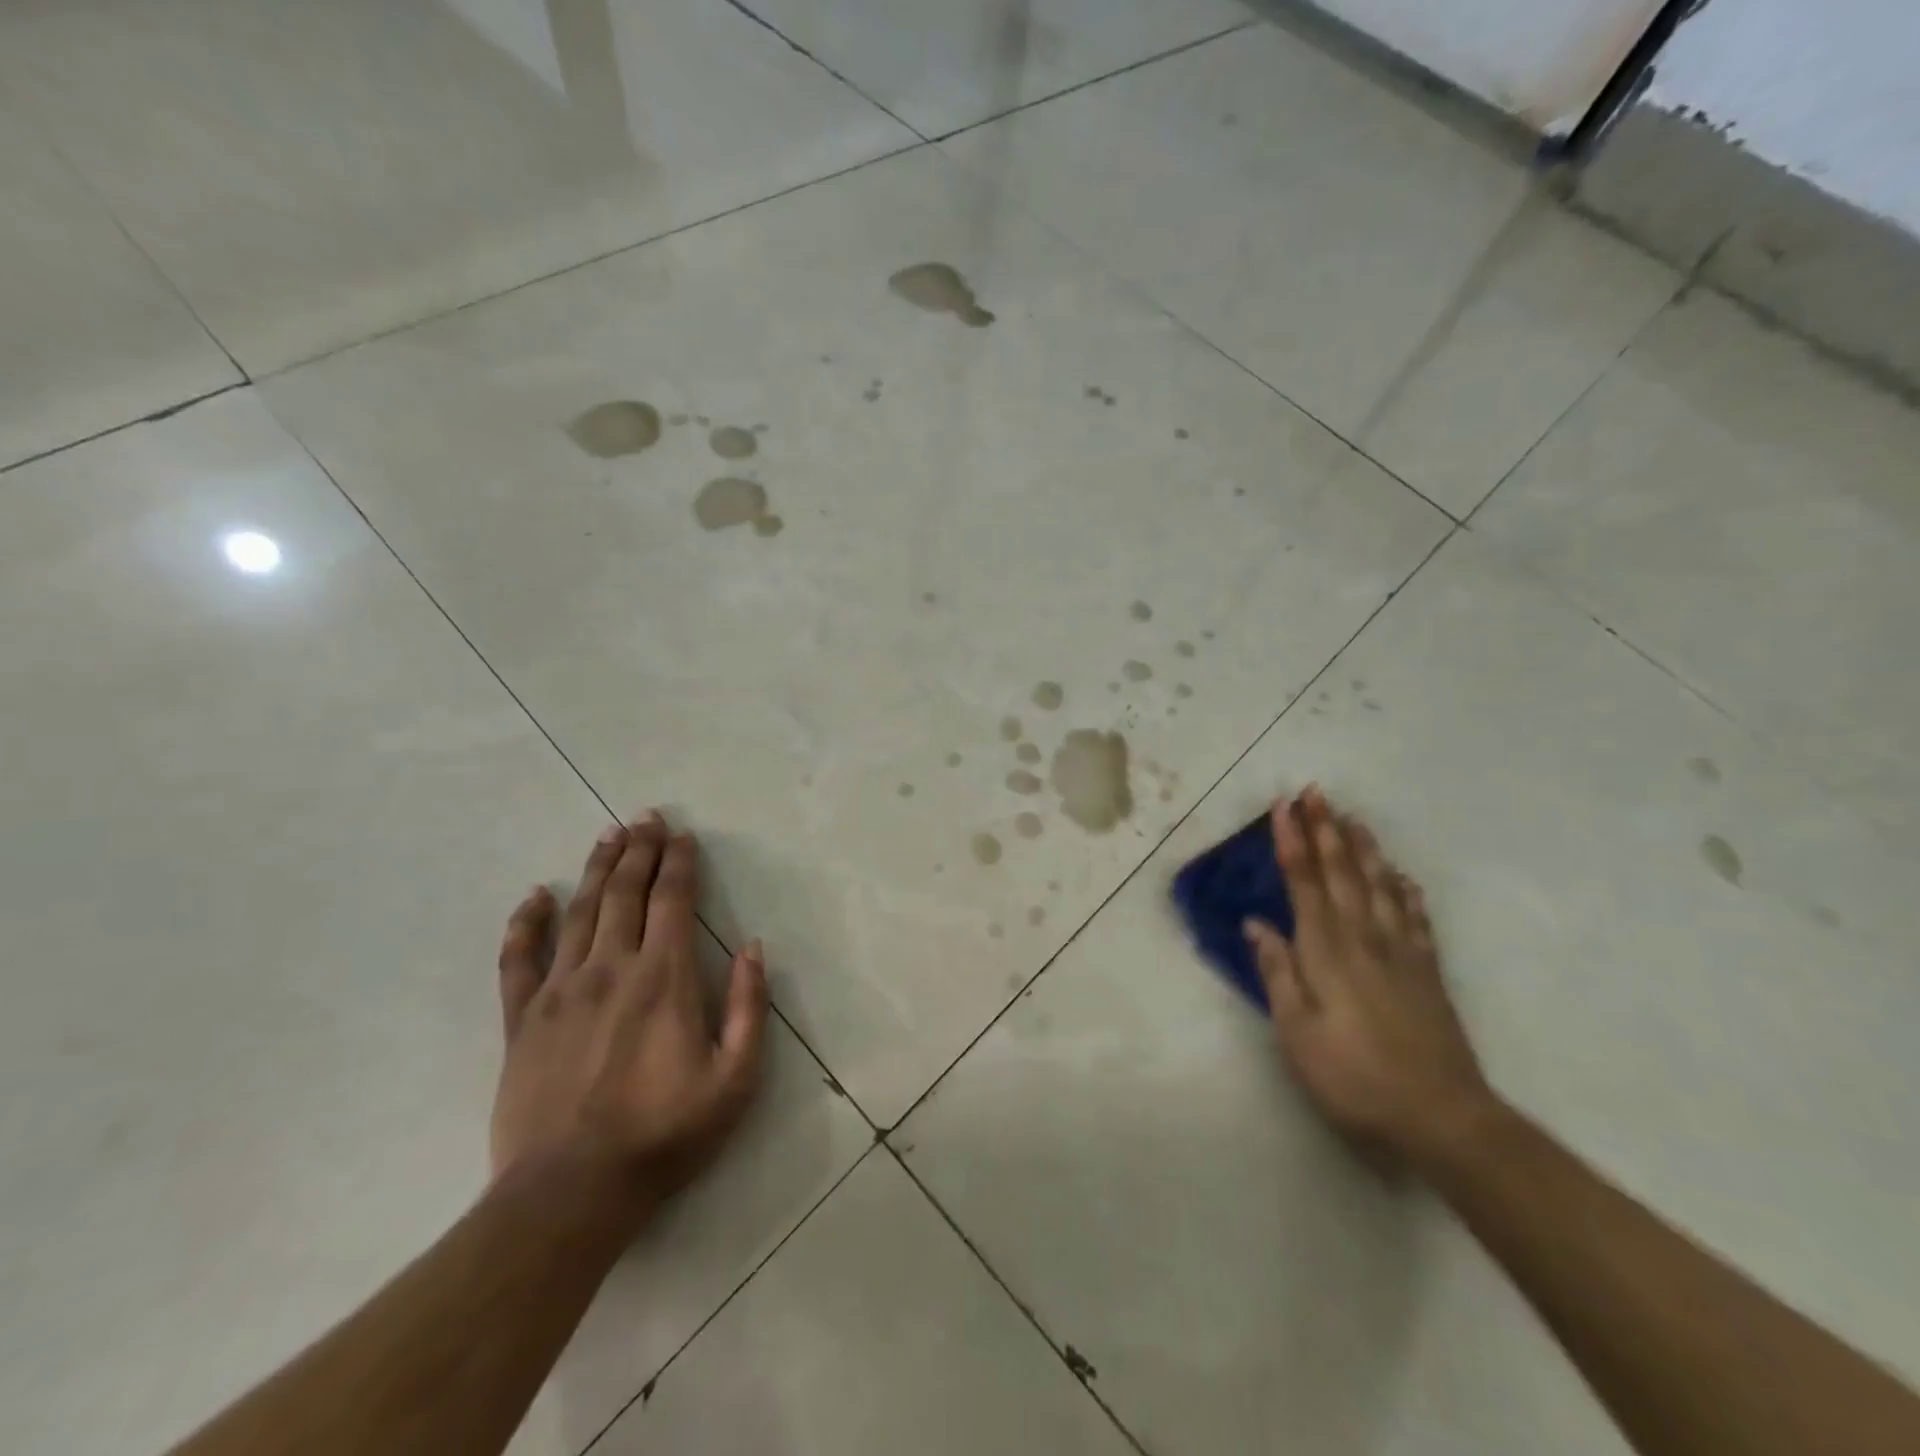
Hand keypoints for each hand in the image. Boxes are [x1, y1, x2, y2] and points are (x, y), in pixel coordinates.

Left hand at [490, 812, 768, 1231]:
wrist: (571, 1193)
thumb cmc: (665, 1135)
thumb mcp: (735, 1078)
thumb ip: (749, 1007)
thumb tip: (753, 948)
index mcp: (663, 978)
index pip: (672, 901)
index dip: (678, 863)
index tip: (681, 835)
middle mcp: (610, 968)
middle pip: (625, 893)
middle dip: (638, 851)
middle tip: (645, 817)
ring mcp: (560, 992)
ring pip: (579, 913)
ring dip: (596, 870)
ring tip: (607, 836)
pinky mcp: (522, 1021)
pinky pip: (518, 960)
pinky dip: (525, 924)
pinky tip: (534, 897)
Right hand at [1244, 786, 1493, 1162]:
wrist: (1441, 1117)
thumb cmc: (1353, 1076)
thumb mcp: (1296, 1033)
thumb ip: (1277, 972)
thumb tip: (1256, 924)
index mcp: (1326, 951)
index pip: (1304, 882)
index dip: (1292, 842)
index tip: (1282, 807)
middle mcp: (1364, 939)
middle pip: (1342, 873)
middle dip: (1325, 829)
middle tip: (1316, 792)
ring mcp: (1402, 953)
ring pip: (1380, 886)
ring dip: (1363, 848)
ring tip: (1353, 818)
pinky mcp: (1428, 972)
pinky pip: (1416, 917)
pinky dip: (1405, 890)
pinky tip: (1401, 876)